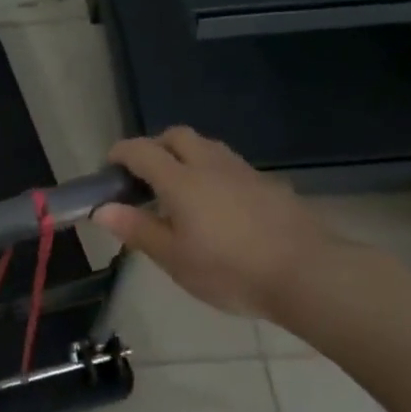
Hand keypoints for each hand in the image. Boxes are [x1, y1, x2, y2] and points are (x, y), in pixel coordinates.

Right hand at [94, 126, 333, 316]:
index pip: (141, 150)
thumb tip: (101, 209)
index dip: (119, 153)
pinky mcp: (271, 186)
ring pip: (208, 147)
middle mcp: (210, 165)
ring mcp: (245, 173)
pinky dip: (213, 173)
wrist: (309, 275)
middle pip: (177, 136)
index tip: (109, 170)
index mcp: (180, 180)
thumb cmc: (229, 269)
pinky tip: (218, 206)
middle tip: (145, 177)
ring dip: (186, 156)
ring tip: (180, 190)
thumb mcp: (173, 258)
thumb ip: (136, 229)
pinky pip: (231, 167)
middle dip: (155, 147)